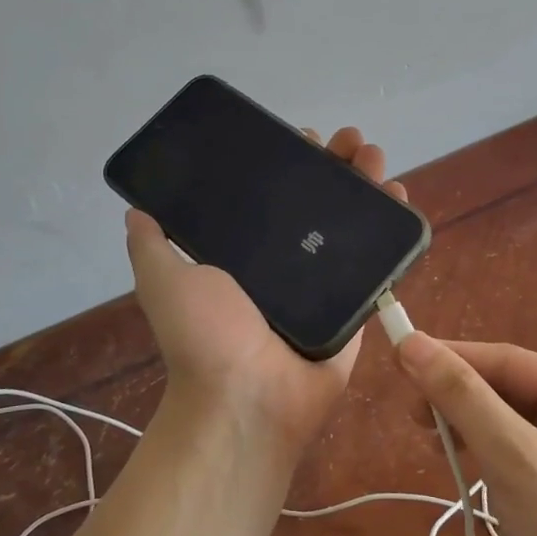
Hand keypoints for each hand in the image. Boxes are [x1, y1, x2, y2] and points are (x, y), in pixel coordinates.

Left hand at [125, 126, 408, 460]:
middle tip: (352, 140)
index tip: (302, 137)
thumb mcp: (164, 282)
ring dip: (368, 184)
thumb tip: (135, 209)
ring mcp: (326, 280)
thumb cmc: (206, 337)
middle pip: (319, 201)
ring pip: (352, 222)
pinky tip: (401, 194)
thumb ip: (151, 246)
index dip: (289, 163)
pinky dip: (394, 226)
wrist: (249, 398)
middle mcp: (289, 261)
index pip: (274, 196)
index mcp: (248, 252)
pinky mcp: (358, 300)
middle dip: (337, 165)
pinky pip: (380, 259)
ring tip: (377, 156)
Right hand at [394, 336, 536, 535]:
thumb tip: (411, 342)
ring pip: (505, 420)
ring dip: (466, 426)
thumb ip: (462, 397)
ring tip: (431, 442)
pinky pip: (513, 450)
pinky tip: (460, 465)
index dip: (449, 357)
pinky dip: (483, 453)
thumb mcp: (512, 457)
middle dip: (458, 398)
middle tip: (412, 415)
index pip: (506, 360)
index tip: (397, 358)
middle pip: (505, 387)